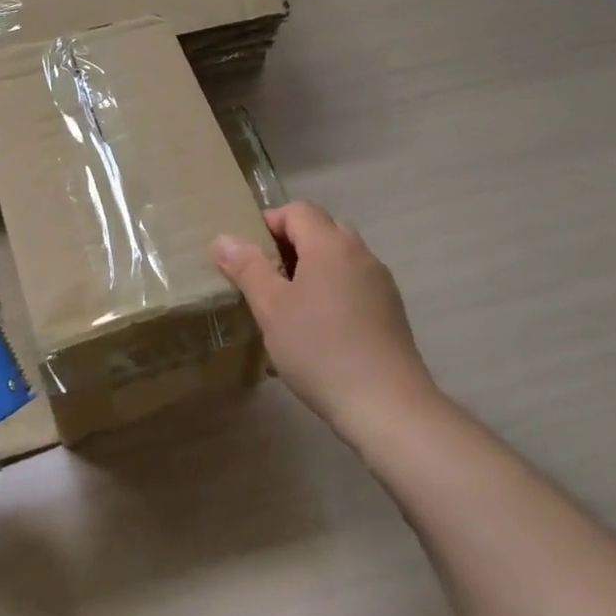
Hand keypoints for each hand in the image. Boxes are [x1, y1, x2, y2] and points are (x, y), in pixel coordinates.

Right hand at [212, 201, 444, 443]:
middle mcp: (360, 253)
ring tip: (287, 306)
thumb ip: (247, 268)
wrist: (387, 405)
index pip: (297, 210)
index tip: (247, 254)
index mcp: (330, 244)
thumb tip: (224, 239)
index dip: (269, 223)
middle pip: (321, 230)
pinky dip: (331, 291)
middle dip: (289, 245)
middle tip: (264, 277)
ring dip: (311, 270)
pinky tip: (317, 329)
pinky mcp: (391, 311)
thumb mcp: (271, 308)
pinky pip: (353, 284)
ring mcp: (380, 282)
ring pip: (339, 259)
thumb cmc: (320, 349)